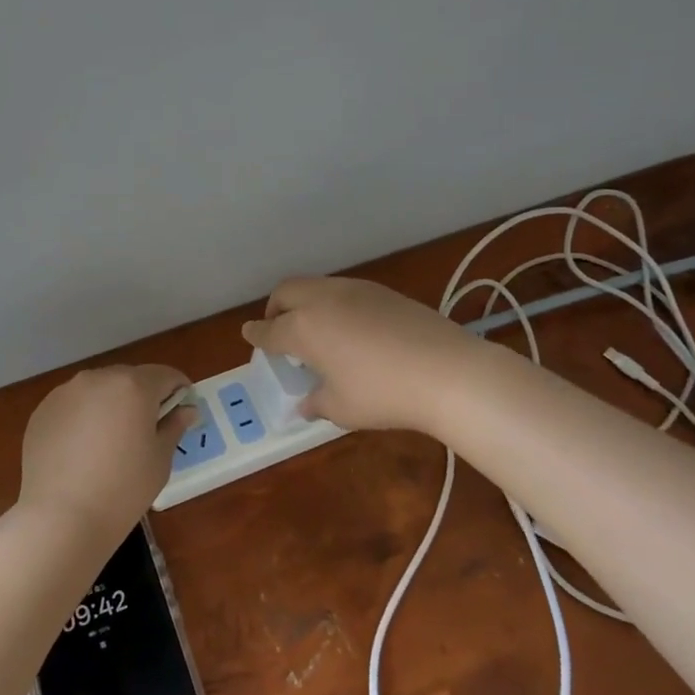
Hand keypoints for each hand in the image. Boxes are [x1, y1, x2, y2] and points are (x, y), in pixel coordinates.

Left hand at [18, 365, 193, 541]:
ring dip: (111, 405)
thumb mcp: (160, 460)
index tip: (181, 412)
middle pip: (130, 379)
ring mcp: (66, 392)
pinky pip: (73, 405)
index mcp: (134, 386)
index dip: (179, 391)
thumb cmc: (123, 489)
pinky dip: (83, 418)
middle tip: (145, 432)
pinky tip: (81, 451)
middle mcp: (99, 378)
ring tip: (109, 443)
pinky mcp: (43, 410)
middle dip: (142, 398)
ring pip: (99, 390)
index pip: (166, 375)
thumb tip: (186, 409)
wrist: (60, 518)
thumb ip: (174, 427)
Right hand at [241, 277, 488, 434]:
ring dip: (305, 302)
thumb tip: (306, 403)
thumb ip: (317, 402)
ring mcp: (355, 290)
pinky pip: (344, 290)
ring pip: (316, 286)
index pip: (269, 329)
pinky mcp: (382, 291)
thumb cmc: (383, 394)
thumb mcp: (342, 409)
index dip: (255, 334)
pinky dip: (333, 304)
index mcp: (303, 328)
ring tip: (315, 328)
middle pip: (286, 292)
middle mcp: (323, 300)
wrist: (446, 370)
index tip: (248, 334)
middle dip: (275, 308)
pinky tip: (350, 327)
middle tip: (278, 328)